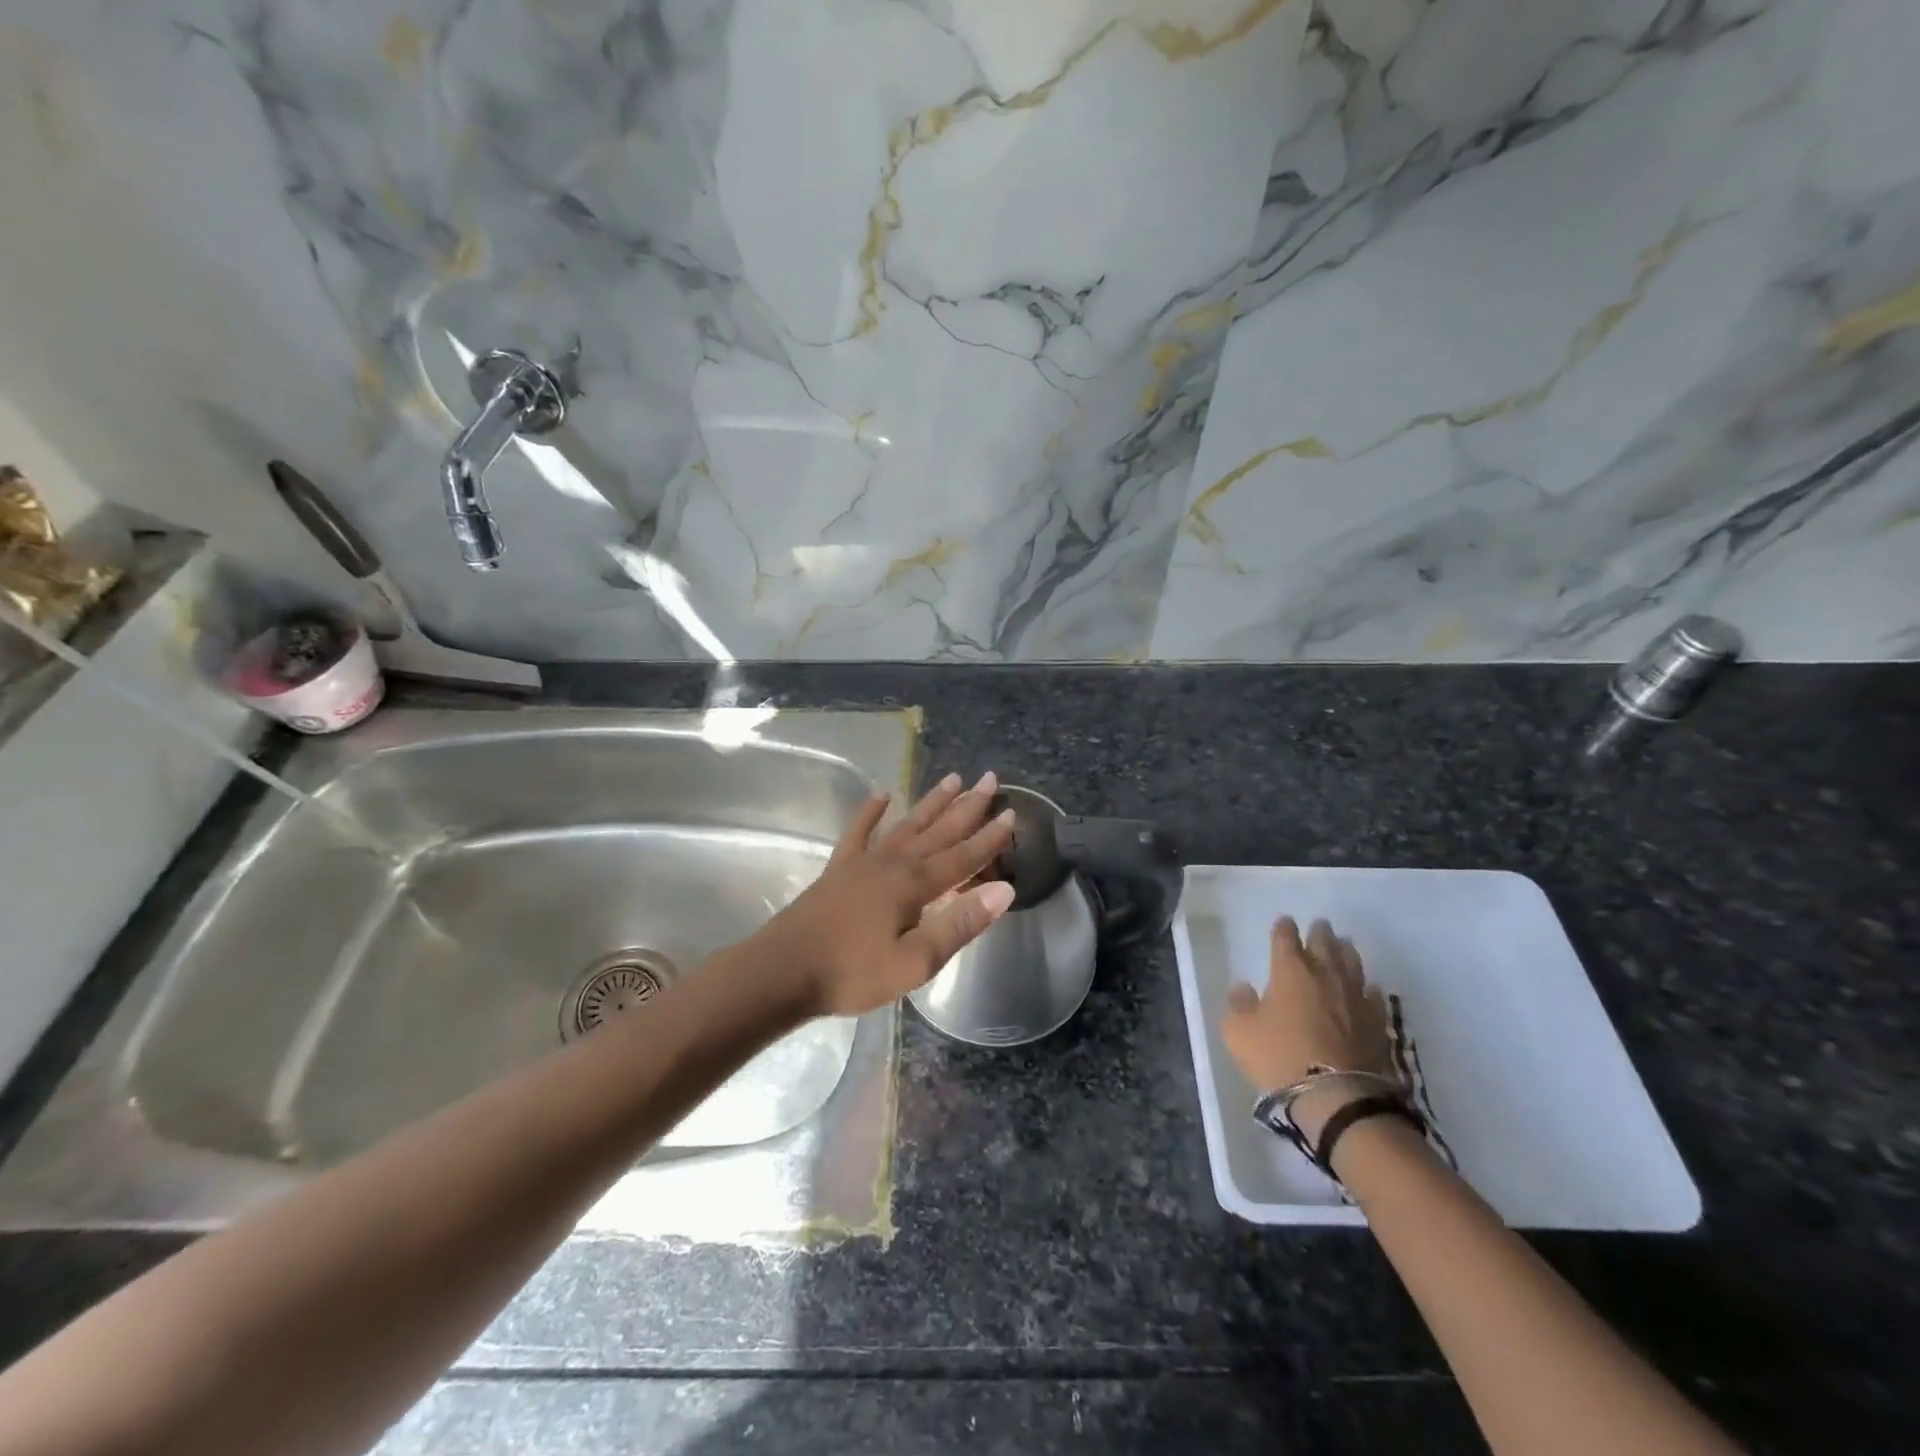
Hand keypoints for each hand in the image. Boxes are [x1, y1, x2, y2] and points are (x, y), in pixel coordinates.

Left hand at [752, 771, 1017, 1016]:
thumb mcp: (915, 962)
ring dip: (931, 803)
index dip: (990, 838)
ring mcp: (863, 861)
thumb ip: (959, 924)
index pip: (963, 857)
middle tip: (990, 778)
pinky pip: (859, 831)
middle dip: (967, 807)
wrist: (782, 971)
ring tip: (952, 778)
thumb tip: (1004, 890)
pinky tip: (882, 794)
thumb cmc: (853, 973)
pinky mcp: (839, 868)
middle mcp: (893, 863)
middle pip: (939, 830)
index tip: (1012, 813)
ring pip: (906, 824)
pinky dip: (871, 812)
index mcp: (915, 885)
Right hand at [1222, 916, 1395, 1139]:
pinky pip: (1373, 995)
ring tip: (1344, 945)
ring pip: (1353, 963)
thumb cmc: (1279, 1057)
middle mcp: (1325, 974)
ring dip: (1346, 951)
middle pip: (1324, 943)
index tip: (1283, 923)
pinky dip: (1368, 987)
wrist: (1337, 1097)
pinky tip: (1368, 988)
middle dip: (1319, 932)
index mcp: (1289, 970)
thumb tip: (1244, 987)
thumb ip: (1238, 1004)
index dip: (1283, 928)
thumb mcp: (1239, 1032)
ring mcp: (1355, 996)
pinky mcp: (1377, 1021)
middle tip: (1319, 925)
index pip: (1285, 937)